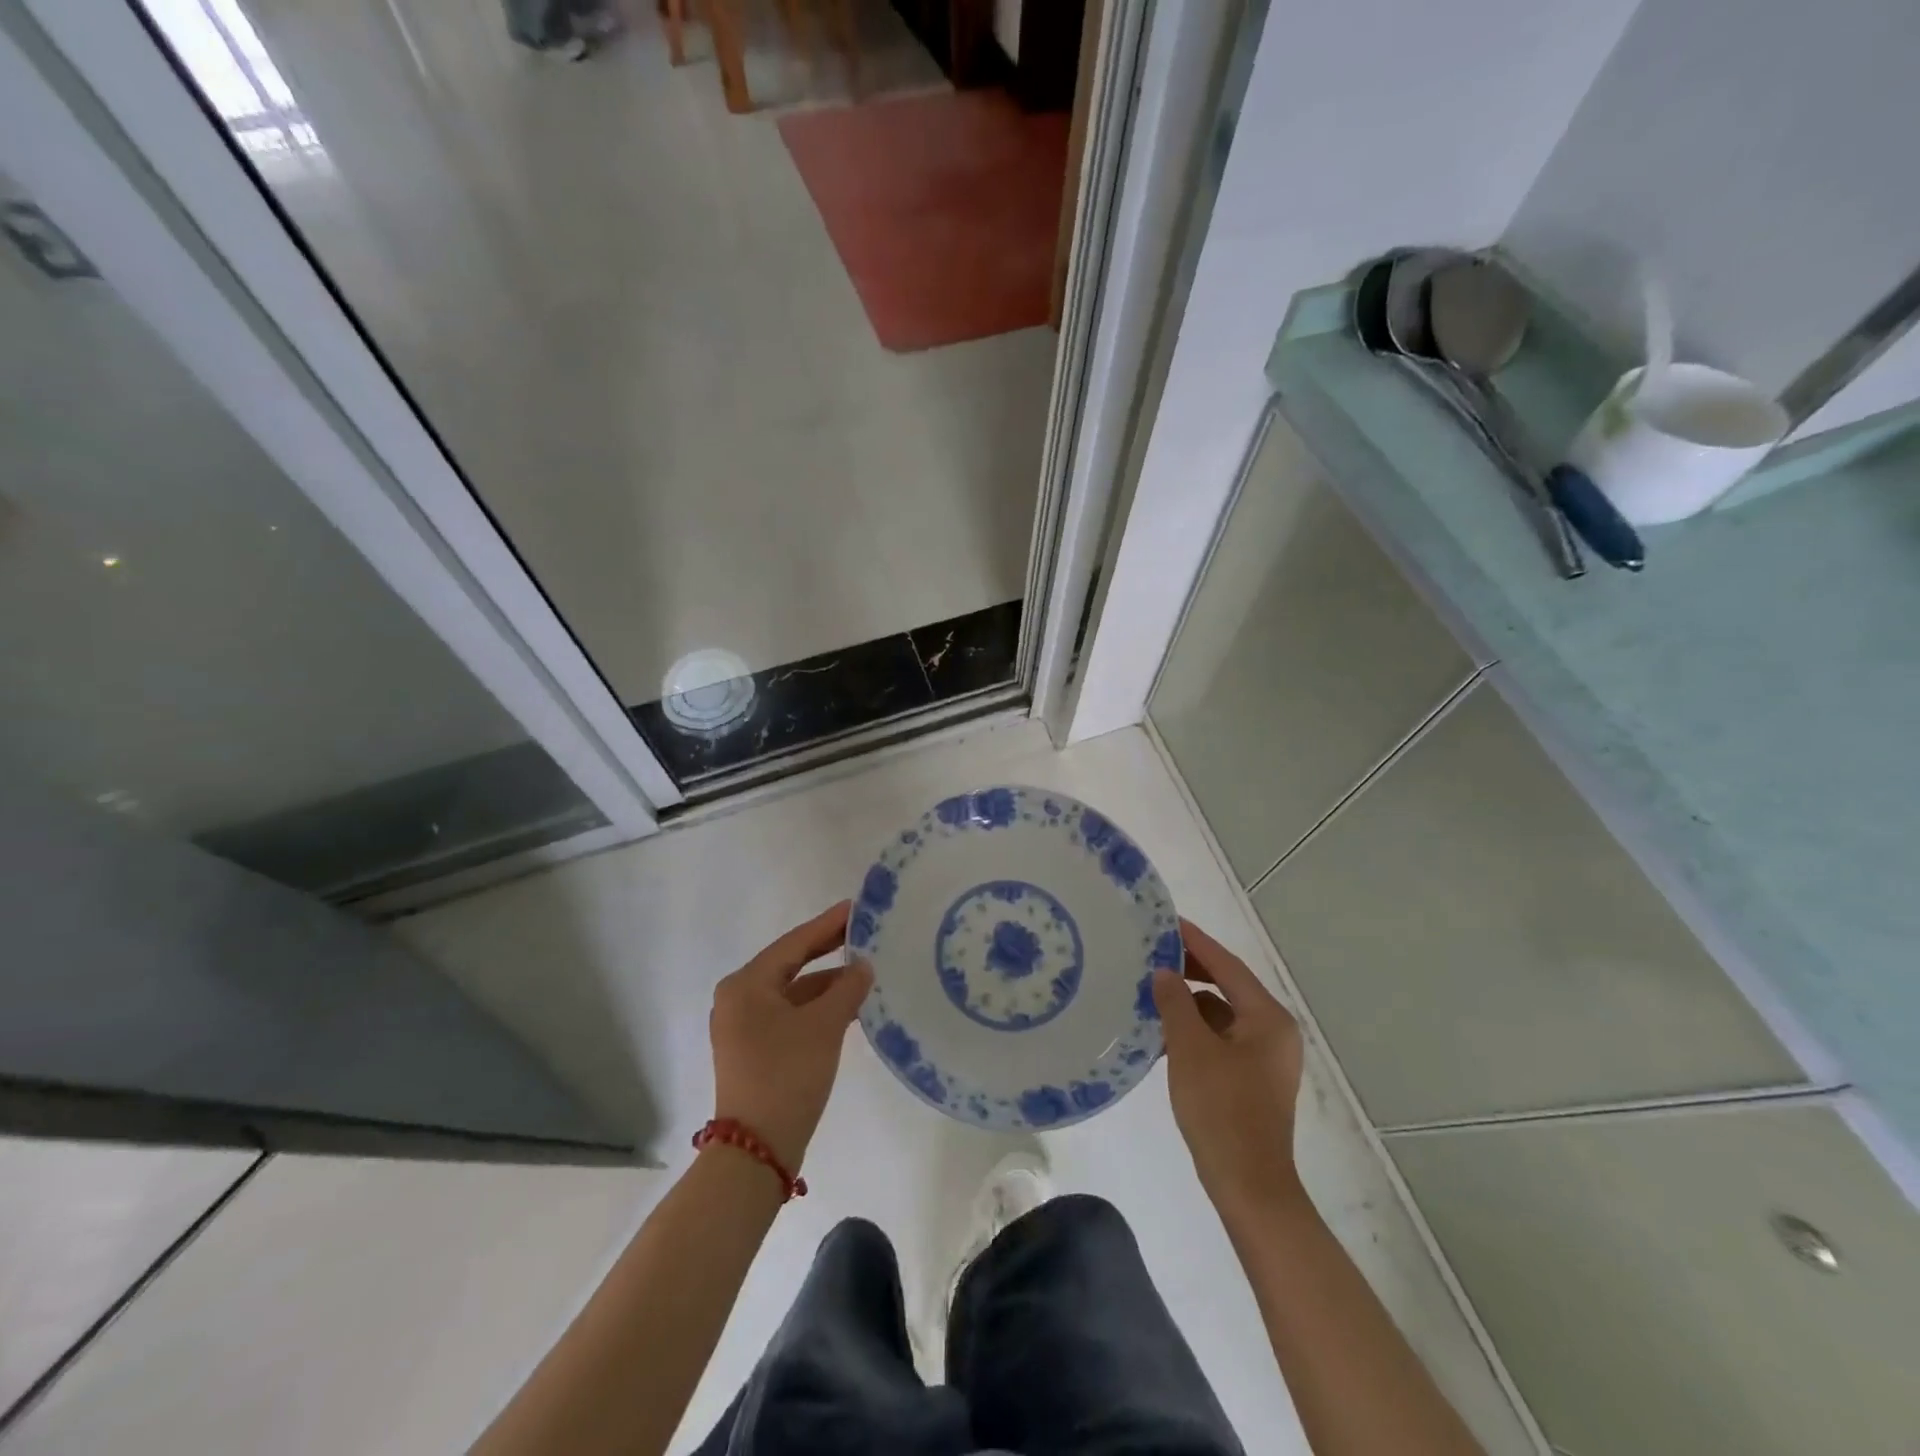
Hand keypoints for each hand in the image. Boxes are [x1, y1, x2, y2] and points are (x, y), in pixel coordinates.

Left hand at [709, 902, 872, 1170]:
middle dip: (826, 950)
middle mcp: (738, 999)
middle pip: (790, 964)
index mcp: (746, 984)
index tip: (856, 908)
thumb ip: (847, 988)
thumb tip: (862, 966)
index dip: (827, 925)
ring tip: (864, 970)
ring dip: (826, 983)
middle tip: (862, 932)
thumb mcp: (824, 1026)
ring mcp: (743, 1027)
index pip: (794, 944)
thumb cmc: (787, 1074)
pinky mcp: (753, 1050)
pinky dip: (816, 1007)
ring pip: (792, 992)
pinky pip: (789, 1014)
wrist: (757, 1150)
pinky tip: (846, 1005)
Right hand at [1152, 918, 1305, 1215]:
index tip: (1167, 921)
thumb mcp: (1190, 1049)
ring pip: (1221, 1014)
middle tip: (1152, 954)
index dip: (1196, 942)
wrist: (1248, 1186)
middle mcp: (1273, 1031)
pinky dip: (1194, 1030)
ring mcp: (1265, 1057)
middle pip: (1228, 986)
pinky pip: (1220, 1039)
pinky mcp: (1252, 1078)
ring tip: (1150, 991)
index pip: (1228, 965)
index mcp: (1267, 1018)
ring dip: (1189, 1003)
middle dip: (1190, 970)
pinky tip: (1162, 1033)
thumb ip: (1176, 1003)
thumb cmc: (1221, 1110)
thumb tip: (1163, 973)